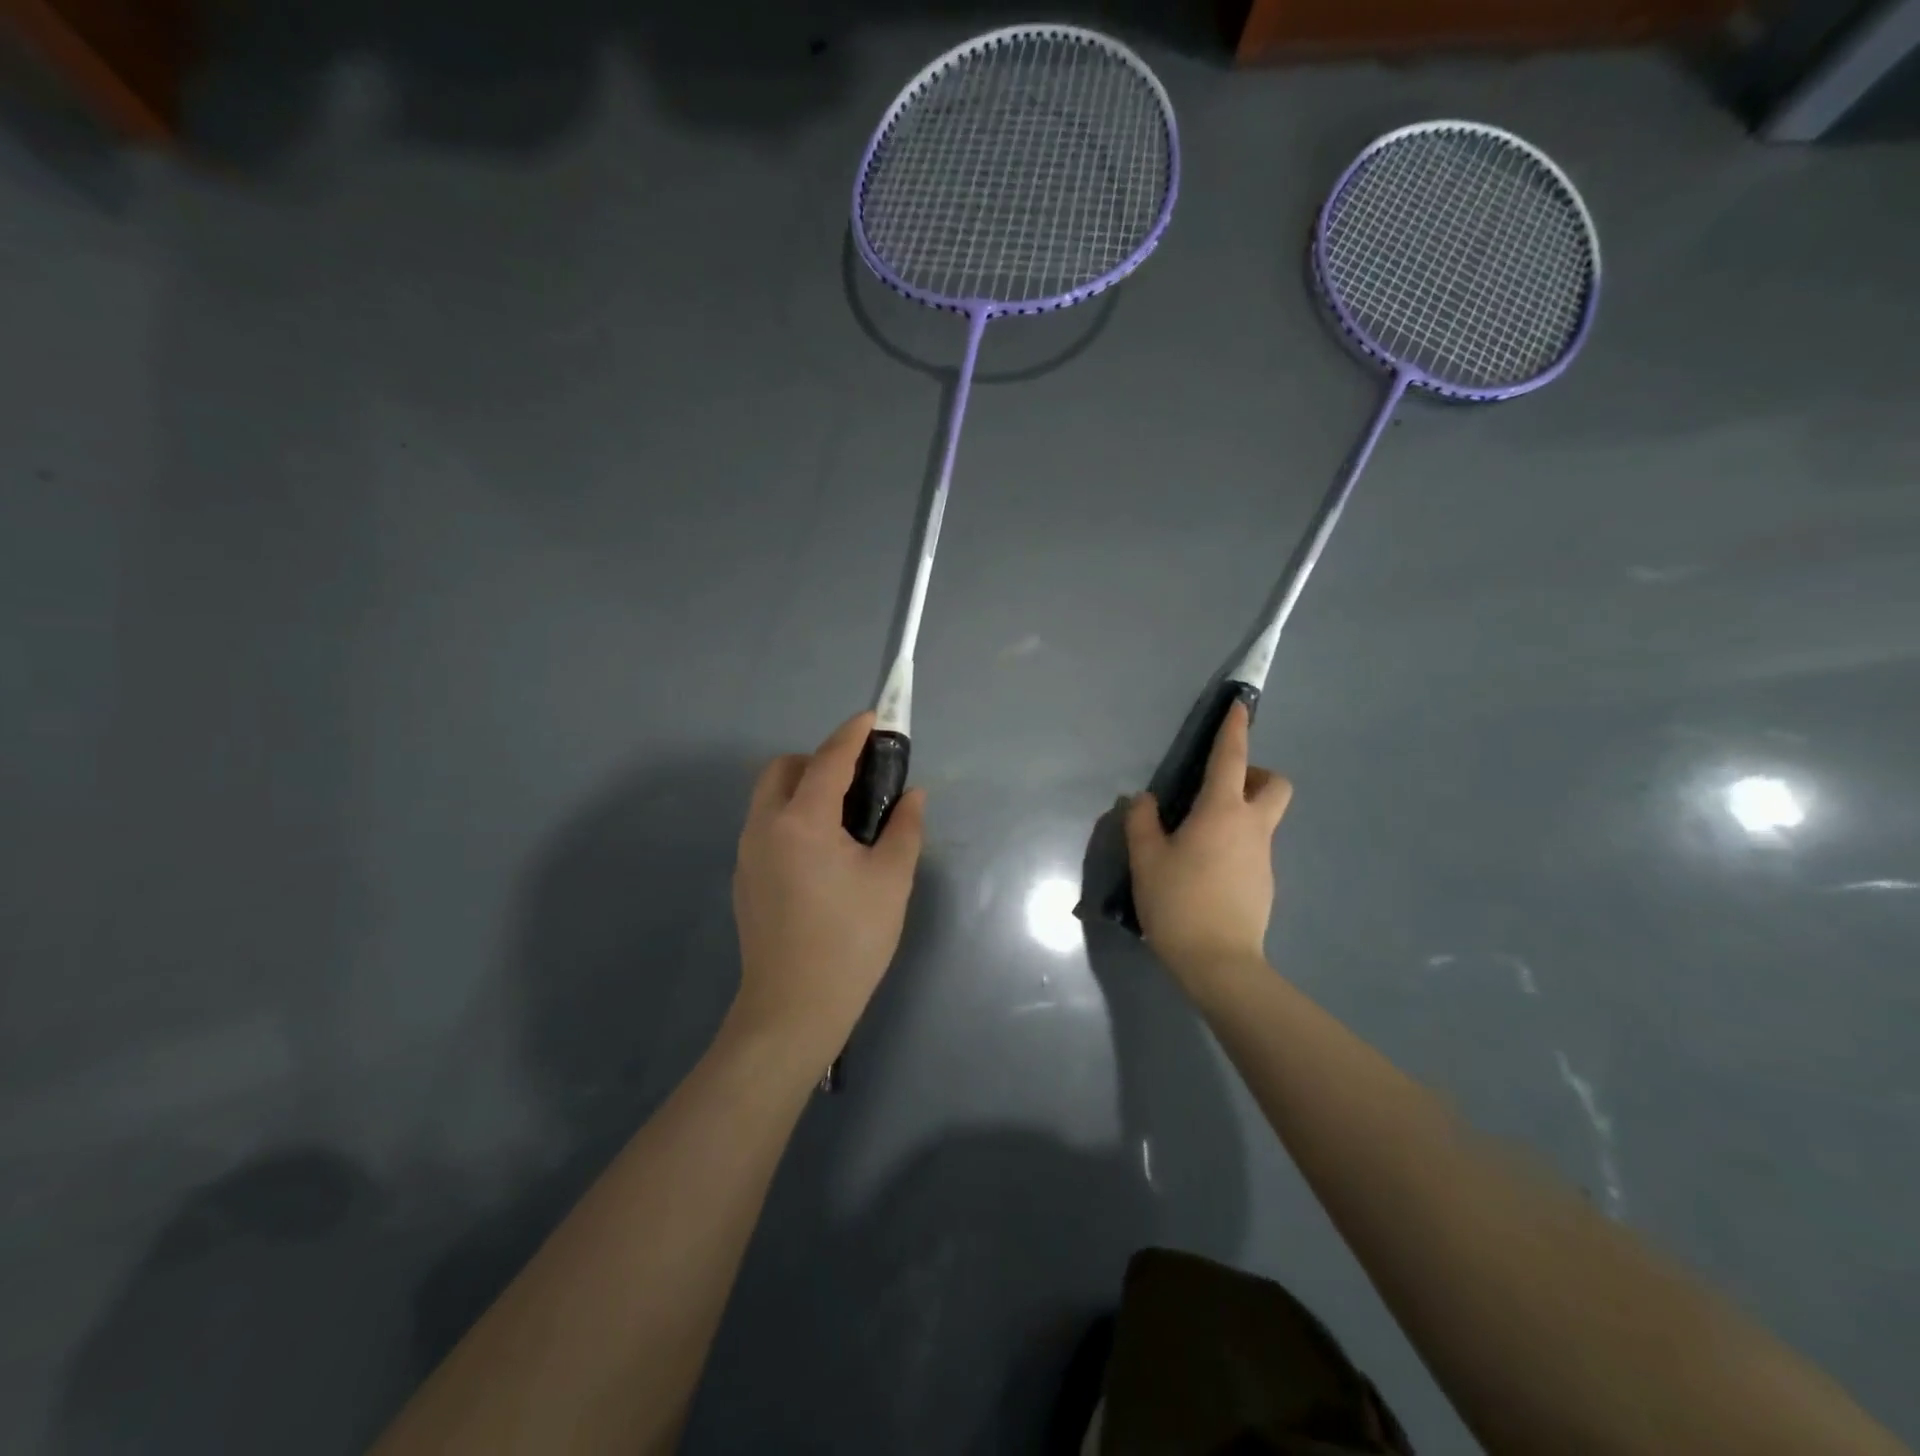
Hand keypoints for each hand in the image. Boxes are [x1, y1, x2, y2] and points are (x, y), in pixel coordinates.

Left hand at [731, 711, 925, 1063]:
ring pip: (769, 796)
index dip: (853, 734)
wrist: (794, 1009)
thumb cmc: (851, 941)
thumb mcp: (891, 881)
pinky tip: (821, 853)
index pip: (829, 760)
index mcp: (802, 822)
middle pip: (783, 768)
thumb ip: (904, 828)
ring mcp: (747, 853)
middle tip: (857, 780)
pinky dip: (790, 816)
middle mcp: (764, 827)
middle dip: (818, 759)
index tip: (873, 718)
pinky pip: (765, 825)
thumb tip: (912, 795)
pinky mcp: (744, 878)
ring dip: (802, 787)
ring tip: (843, 817)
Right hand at [1126, 702, 1291, 994]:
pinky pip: (1253, 849)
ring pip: (1263, 818)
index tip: (1240, 707)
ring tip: (1197, 838)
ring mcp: (1263, 857)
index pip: (1232, 758)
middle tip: (1219, 788)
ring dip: (1240, 813)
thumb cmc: (1179, 902)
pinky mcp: (1264, 884)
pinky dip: (1235, 845)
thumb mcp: (1147, 860)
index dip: (1235, 729)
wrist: (1220, 963)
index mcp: (1222, 812)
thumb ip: (1142, 822)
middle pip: (1274, 785)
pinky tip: (1205, 872)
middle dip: (1255, 774)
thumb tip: (1145, 801)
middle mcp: (1251, 827)